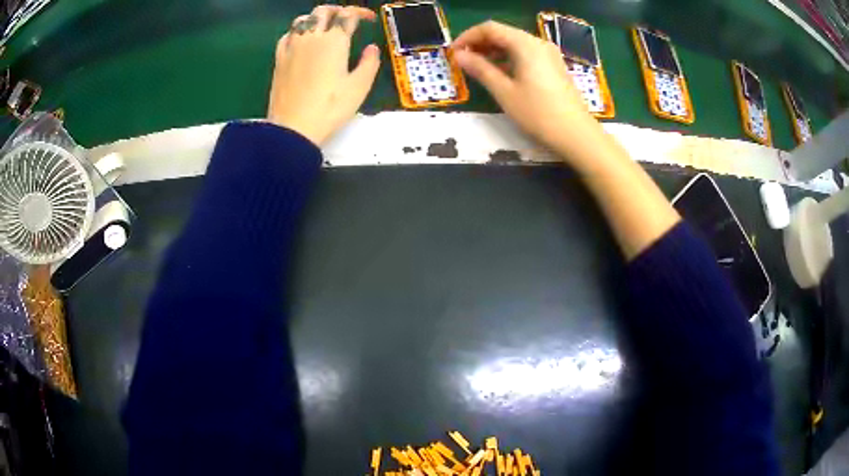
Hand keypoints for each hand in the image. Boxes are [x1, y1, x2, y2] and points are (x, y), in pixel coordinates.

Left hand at [267, 5, 380, 145]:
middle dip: (338, 10)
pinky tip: (302, 40)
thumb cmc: (329, 108)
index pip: (348, 15)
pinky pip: (287, 35)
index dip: (361, 12)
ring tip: (323, 26)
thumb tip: (371, 49)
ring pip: (302, 19)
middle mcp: (312, 37)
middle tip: (346, 18)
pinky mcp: (279, 59)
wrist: (293, 128)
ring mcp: (292, 47)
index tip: (369, 19)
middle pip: (323, 11)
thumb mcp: (359, 87)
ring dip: (316, 18)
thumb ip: (369, 63)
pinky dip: (297, 31)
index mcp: (334, 41)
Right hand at [453, 21, 607, 166]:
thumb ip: (480, 69)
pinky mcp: (554, 66)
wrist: (576, 134)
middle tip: (462, 61)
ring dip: (493, 51)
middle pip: (503, 33)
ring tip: (477, 67)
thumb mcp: (504, 92)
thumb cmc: (538, 113)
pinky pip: (526, 53)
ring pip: (514, 43)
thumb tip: (459, 55)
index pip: (490, 28)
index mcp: (525, 44)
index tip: (453, 53)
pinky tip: (499, 72)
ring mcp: (548, 54)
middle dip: (480, 43)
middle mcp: (538, 43)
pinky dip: (508, 58)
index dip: (468, 37)